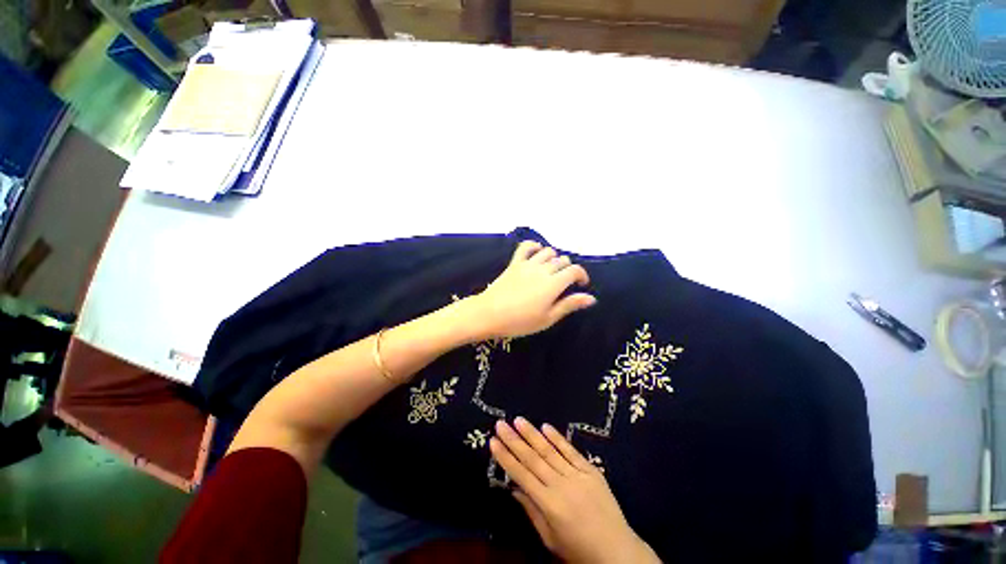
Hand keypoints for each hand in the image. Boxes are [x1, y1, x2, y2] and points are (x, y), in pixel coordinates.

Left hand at [469, 241, 595, 340]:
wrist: (490, 314)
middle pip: (562, 261)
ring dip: (554, 258)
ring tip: (552, 270)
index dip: (582, 275)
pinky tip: (537, 252)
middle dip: (568, 269)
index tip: (581, 284)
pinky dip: (534, 246)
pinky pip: (526, 246)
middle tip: (564, 283)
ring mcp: (528, 264)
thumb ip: (569, 305)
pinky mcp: (515, 263)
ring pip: (548, 252)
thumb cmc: (520, 321)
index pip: (574, 270)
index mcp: (553, 284)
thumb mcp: (548, 318)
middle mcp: (543, 269)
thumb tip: (591, 298)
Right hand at [490, 418, 659, 563]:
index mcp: (550, 505)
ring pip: (550, 451)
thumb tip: (514, 488)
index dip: (506, 458)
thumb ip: (531, 510)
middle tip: (500, 424)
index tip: (493, 442)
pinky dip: (558, 438)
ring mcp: (577, 475)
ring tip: (518, 420)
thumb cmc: (578, 550)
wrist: (617, 551)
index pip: (522, 475)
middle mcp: (561, 486)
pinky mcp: (590, 470)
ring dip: (532, 434)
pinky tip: (546, 426)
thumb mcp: (550, 538)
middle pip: (533, 459)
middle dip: (514, 440)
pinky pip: (571, 451)